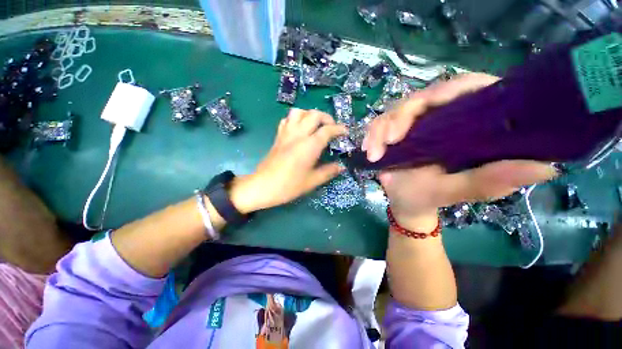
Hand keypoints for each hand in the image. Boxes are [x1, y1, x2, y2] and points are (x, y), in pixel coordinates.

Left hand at [230, 109, 346, 212]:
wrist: (263, 186)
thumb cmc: (289, 186)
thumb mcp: (312, 181)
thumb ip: (328, 172)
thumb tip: (341, 167)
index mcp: (309, 146)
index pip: (327, 130)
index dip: (339, 129)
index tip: (345, 132)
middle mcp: (298, 135)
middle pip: (314, 114)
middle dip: (326, 117)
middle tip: (331, 128)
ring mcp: (286, 134)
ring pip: (298, 112)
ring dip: (310, 114)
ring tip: (316, 125)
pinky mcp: (278, 137)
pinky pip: (287, 120)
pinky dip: (296, 119)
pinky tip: (300, 129)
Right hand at [363, 73, 556, 227]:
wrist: (406, 203)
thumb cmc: (431, 197)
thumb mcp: (459, 190)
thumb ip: (492, 179)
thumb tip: (547, 165)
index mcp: (467, 126)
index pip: (468, 89)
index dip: (452, 90)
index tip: (429, 105)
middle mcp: (442, 118)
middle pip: (423, 97)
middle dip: (401, 116)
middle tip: (391, 140)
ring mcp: (415, 124)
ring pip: (395, 111)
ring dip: (381, 129)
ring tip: (374, 153)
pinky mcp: (394, 132)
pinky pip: (379, 124)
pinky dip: (371, 135)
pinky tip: (368, 150)